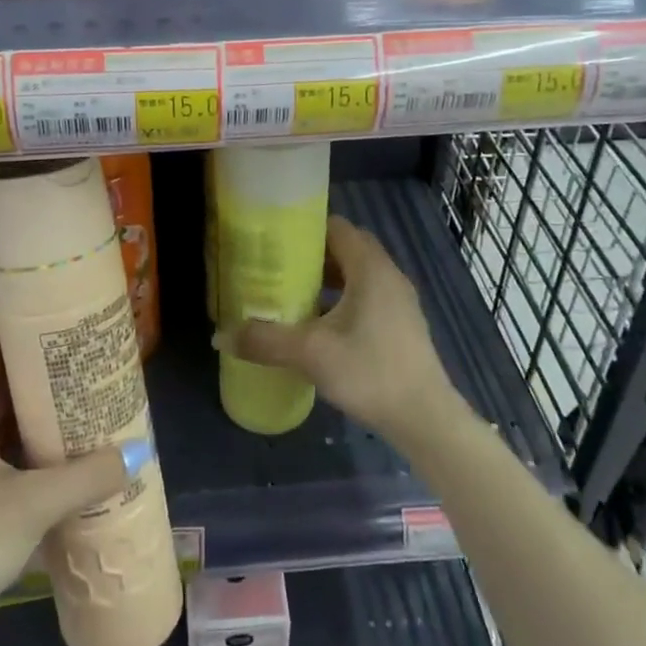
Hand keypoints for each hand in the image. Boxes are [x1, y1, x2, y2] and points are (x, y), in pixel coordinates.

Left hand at [0, 340, 128, 645]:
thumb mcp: (30, 507)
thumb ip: (85, 477)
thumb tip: (136, 453)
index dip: (28, 333)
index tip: (70, 330)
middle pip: (2, 384)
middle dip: (46, 378)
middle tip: (94, 371)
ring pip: (2, 425)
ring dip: (41, 420)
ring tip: (90, 411)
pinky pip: (0, 458)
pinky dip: (30, 454)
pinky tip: (67, 464)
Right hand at [226, 215, 463, 445]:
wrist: (425, 419)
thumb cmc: (370, 372)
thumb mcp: (311, 354)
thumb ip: (265, 341)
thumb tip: (220, 336)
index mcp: (370, 268)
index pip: (336, 226)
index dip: (305, 228)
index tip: (275, 240)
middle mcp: (388, 274)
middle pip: (346, 247)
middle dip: (312, 253)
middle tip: (278, 266)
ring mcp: (399, 300)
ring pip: (358, 273)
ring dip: (328, 277)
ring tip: (293, 293)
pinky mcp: (401, 324)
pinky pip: (367, 294)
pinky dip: (342, 298)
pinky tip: (320, 324)